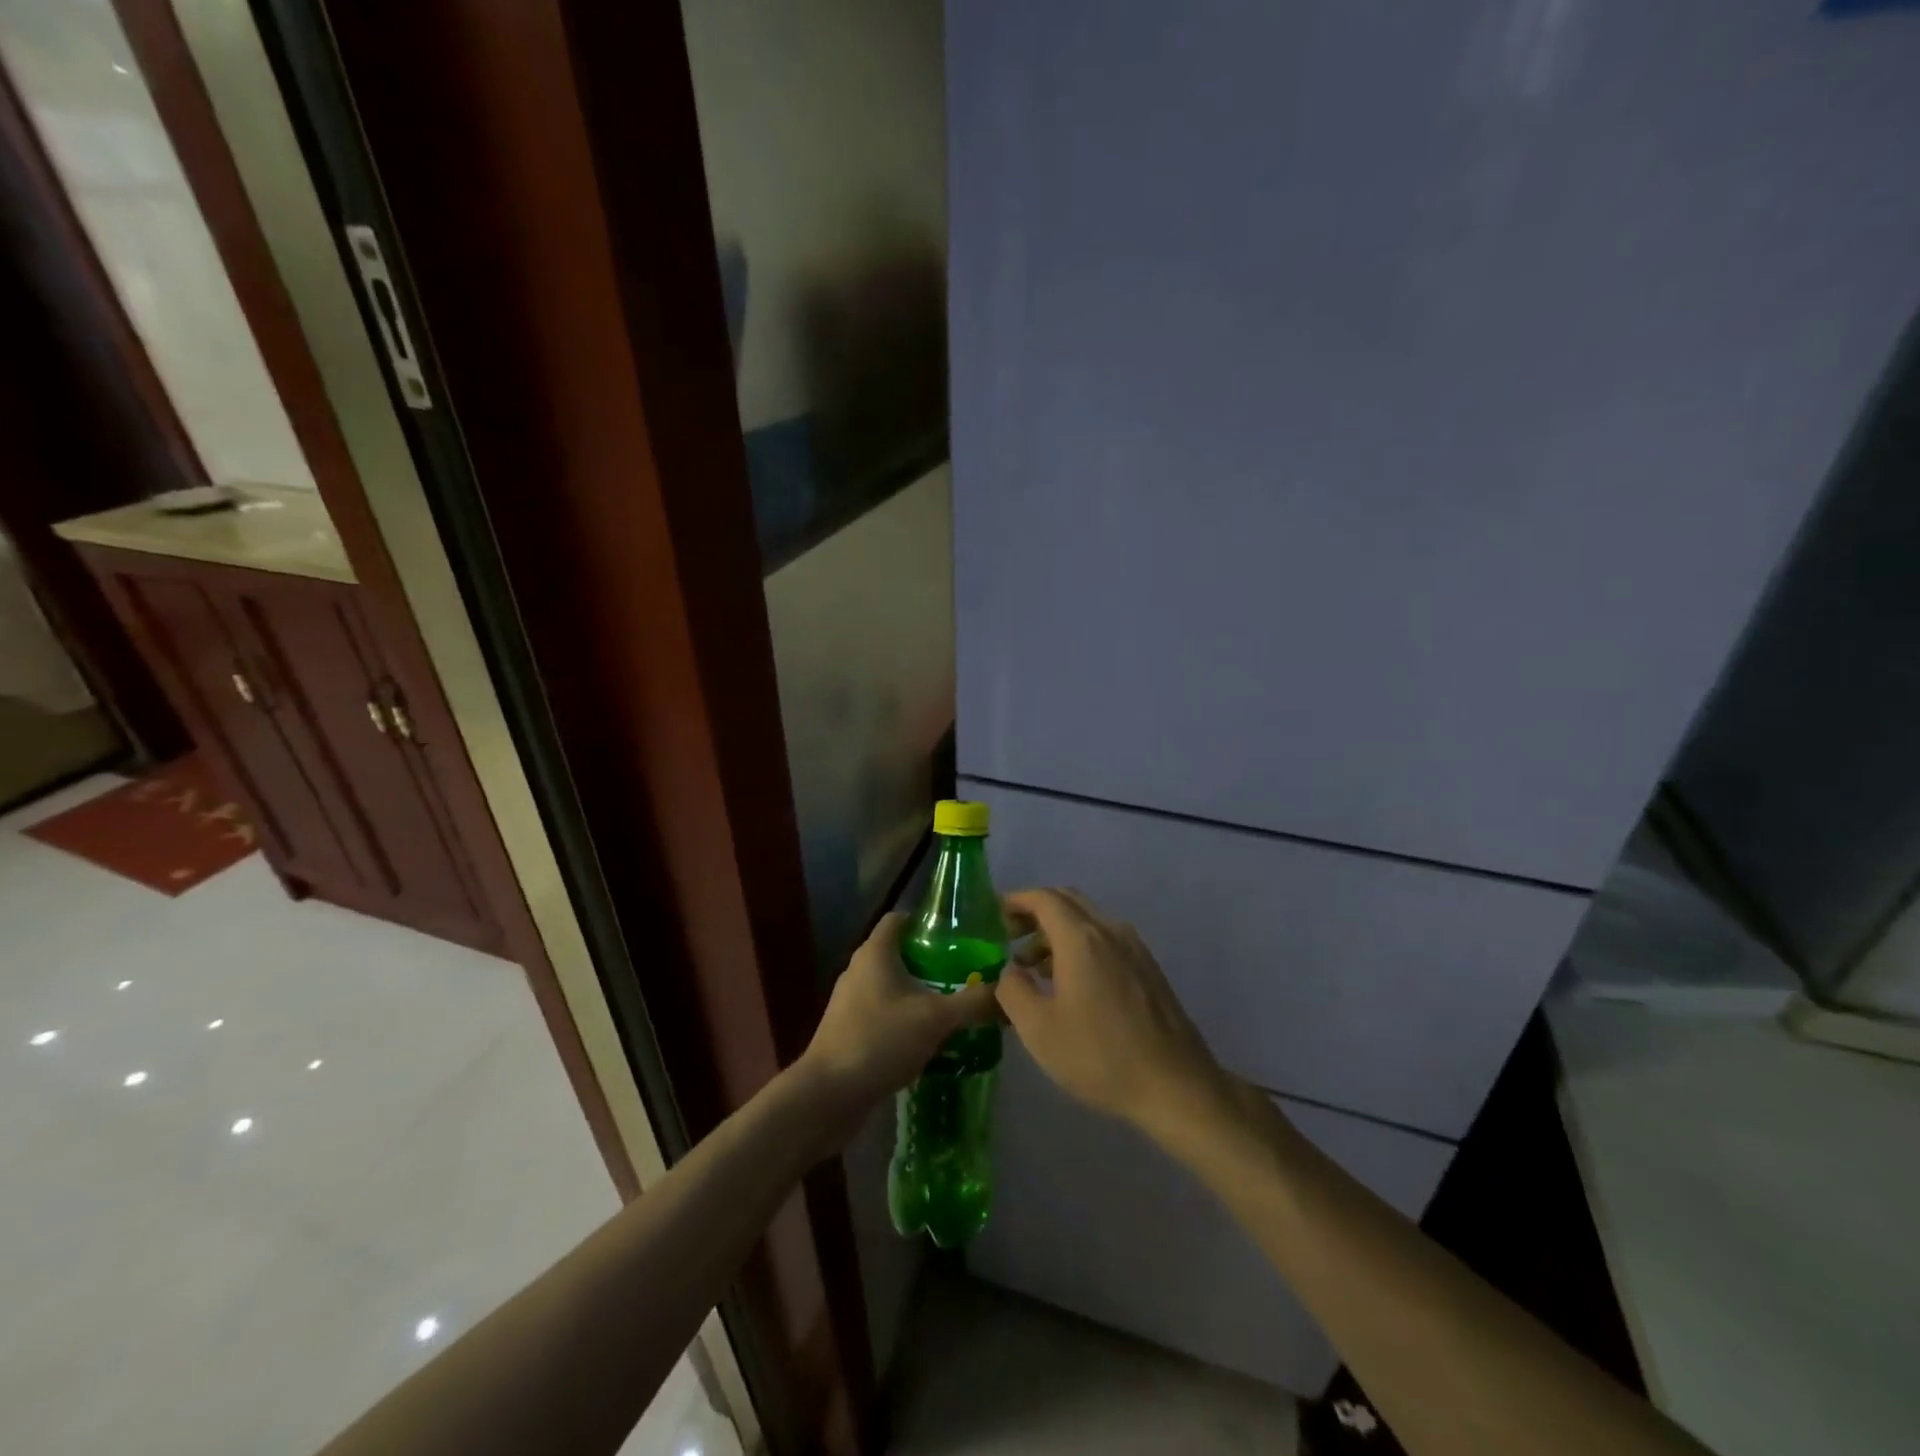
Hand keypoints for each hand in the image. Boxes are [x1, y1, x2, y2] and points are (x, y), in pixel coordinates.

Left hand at [796, 912, 998, 1115]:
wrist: (828, 1095)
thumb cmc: (879, 1040)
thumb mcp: (935, 1018)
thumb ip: (974, 1002)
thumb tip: (1008, 991)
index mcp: (875, 953)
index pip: (901, 918)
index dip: (928, 921)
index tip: (960, 935)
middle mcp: (859, 969)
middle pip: (900, 953)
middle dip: (933, 962)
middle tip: (968, 973)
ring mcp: (851, 1002)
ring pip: (893, 986)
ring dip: (921, 993)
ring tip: (956, 1006)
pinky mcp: (849, 1031)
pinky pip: (884, 1013)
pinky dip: (907, 1018)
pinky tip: (931, 1039)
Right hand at [997, 888, 1227, 1133]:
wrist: (1176, 1086)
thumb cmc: (1100, 1055)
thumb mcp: (1039, 1029)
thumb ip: (1013, 989)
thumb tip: (1009, 969)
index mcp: (1081, 938)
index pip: (1043, 898)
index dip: (1016, 901)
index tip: (993, 915)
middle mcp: (1109, 930)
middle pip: (1067, 901)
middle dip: (1035, 911)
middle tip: (1009, 935)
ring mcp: (1134, 948)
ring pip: (1088, 920)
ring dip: (1057, 931)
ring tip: (1032, 965)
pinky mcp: (1148, 969)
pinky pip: (1106, 939)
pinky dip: (1080, 945)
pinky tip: (1070, 983)